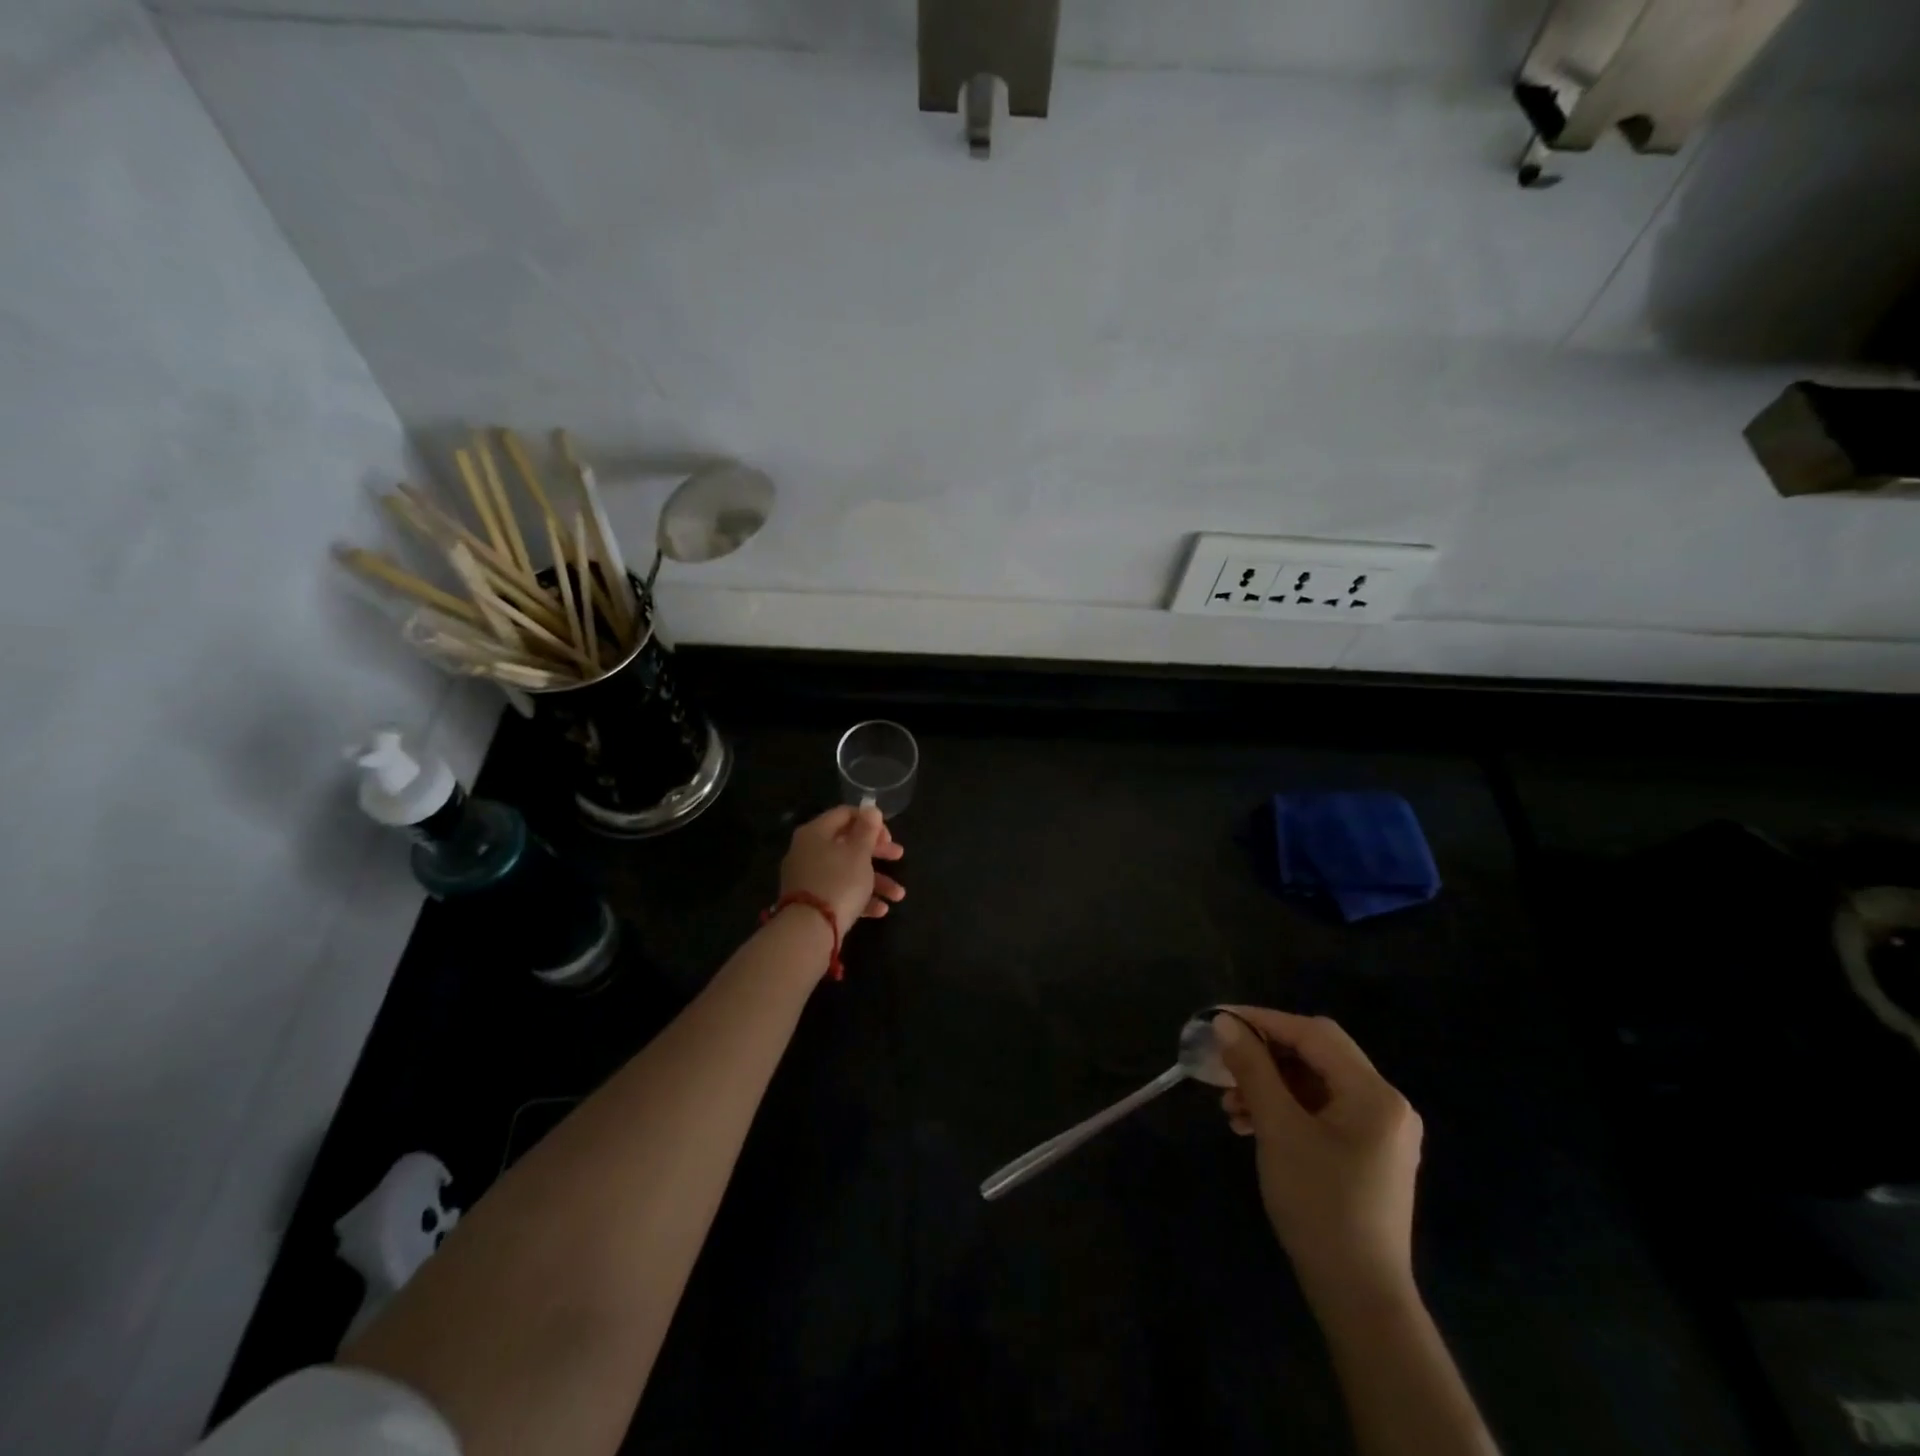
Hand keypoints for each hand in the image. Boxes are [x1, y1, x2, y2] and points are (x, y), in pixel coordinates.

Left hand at [779, 805, 905, 935]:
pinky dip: (859, 897)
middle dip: (877, 852)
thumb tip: (870, 807)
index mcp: (816, 832)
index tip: (888, 835)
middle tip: (899, 856)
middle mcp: (807, 851)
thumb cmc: (838, 882)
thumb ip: (867, 829)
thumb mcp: (859, 853)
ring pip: (846, 871)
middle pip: (847, 843)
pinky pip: (838, 891)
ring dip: (875, 880)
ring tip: (898, 895)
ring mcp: (807, 877)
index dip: (870, 821)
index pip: (845, 814)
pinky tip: (881, 910)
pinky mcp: (811, 901)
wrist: (808, 931)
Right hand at [1214, 1008, 1422, 1307]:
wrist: (1359, 1297)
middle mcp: (1385, 1104)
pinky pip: (1322, 1111)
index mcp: (1375, 1093)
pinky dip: (1286, 1109)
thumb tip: (1226, 1024)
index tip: (1220, 1020)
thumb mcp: (1278, 1129)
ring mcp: (1380, 1131)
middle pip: (1316, 1055)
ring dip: (1271, 1085)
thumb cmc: (1320, 1205)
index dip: (1263, 1021)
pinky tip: (1251, 1125)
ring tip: (1230, 1106)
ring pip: (1315, 1084)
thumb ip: (1253, 1069)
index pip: (1313, 1034)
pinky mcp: (1368, 1154)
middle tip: (1224, 1060)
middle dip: (1265, 1055)